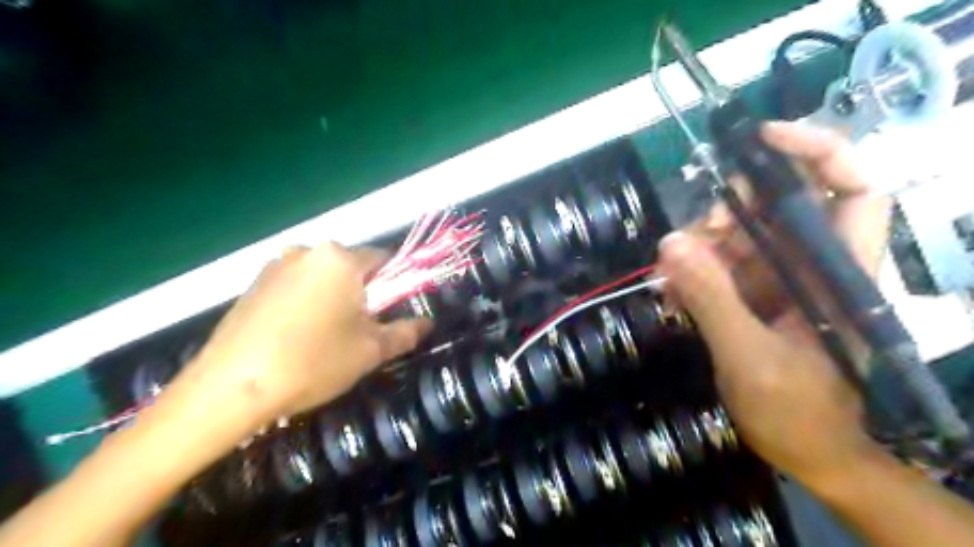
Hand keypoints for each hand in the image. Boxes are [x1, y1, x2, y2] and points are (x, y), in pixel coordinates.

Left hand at [161, 244, 432, 435]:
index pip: (383, 259)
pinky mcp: (252, 285)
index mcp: (339, 259)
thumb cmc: (312, 362)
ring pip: (322, 279)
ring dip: (334, 300)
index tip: (391, 314)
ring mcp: (275, 266)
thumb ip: (405, 332)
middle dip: (362, 295)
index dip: (395, 285)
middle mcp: (306, 251)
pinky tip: (296, 339)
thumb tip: (427, 323)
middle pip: (351, 269)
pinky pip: (296, 288)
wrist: (229, 389)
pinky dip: (306, 305)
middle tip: (359, 332)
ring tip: (325, 339)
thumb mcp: (370, 351)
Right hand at [657, 122, 891, 487]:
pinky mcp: (753, 296)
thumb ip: (713, 300)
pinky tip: (671, 296)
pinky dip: (691, 274)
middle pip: (778, 206)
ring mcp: (780, 280)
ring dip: (698, 249)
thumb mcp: (751, 359)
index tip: (761, 140)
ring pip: (738, 236)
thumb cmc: (799, 414)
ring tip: (669, 279)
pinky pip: (718, 267)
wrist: (809, 454)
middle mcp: (812, 265)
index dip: (817, 152)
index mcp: (841, 273)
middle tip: (693, 236)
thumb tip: (671, 244)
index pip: (854, 189)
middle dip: (730, 211)